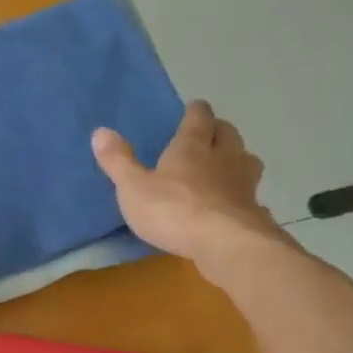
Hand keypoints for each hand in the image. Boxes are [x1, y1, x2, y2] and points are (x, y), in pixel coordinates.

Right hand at [92, 101, 285, 279]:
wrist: (223, 243)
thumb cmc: (172, 210)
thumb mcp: (133, 187)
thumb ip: (118, 161)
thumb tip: (100, 131)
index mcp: (192, 146)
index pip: (198, 118)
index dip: (196, 111)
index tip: (194, 108)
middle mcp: (223, 157)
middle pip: (228, 133)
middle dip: (219, 130)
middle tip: (209, 134)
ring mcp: (243, 184)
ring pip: (247, 160)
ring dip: (238, 158)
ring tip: (227, 166)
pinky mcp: (253, 211)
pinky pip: (251, 196)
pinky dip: (244, 196)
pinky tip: (236, 206)